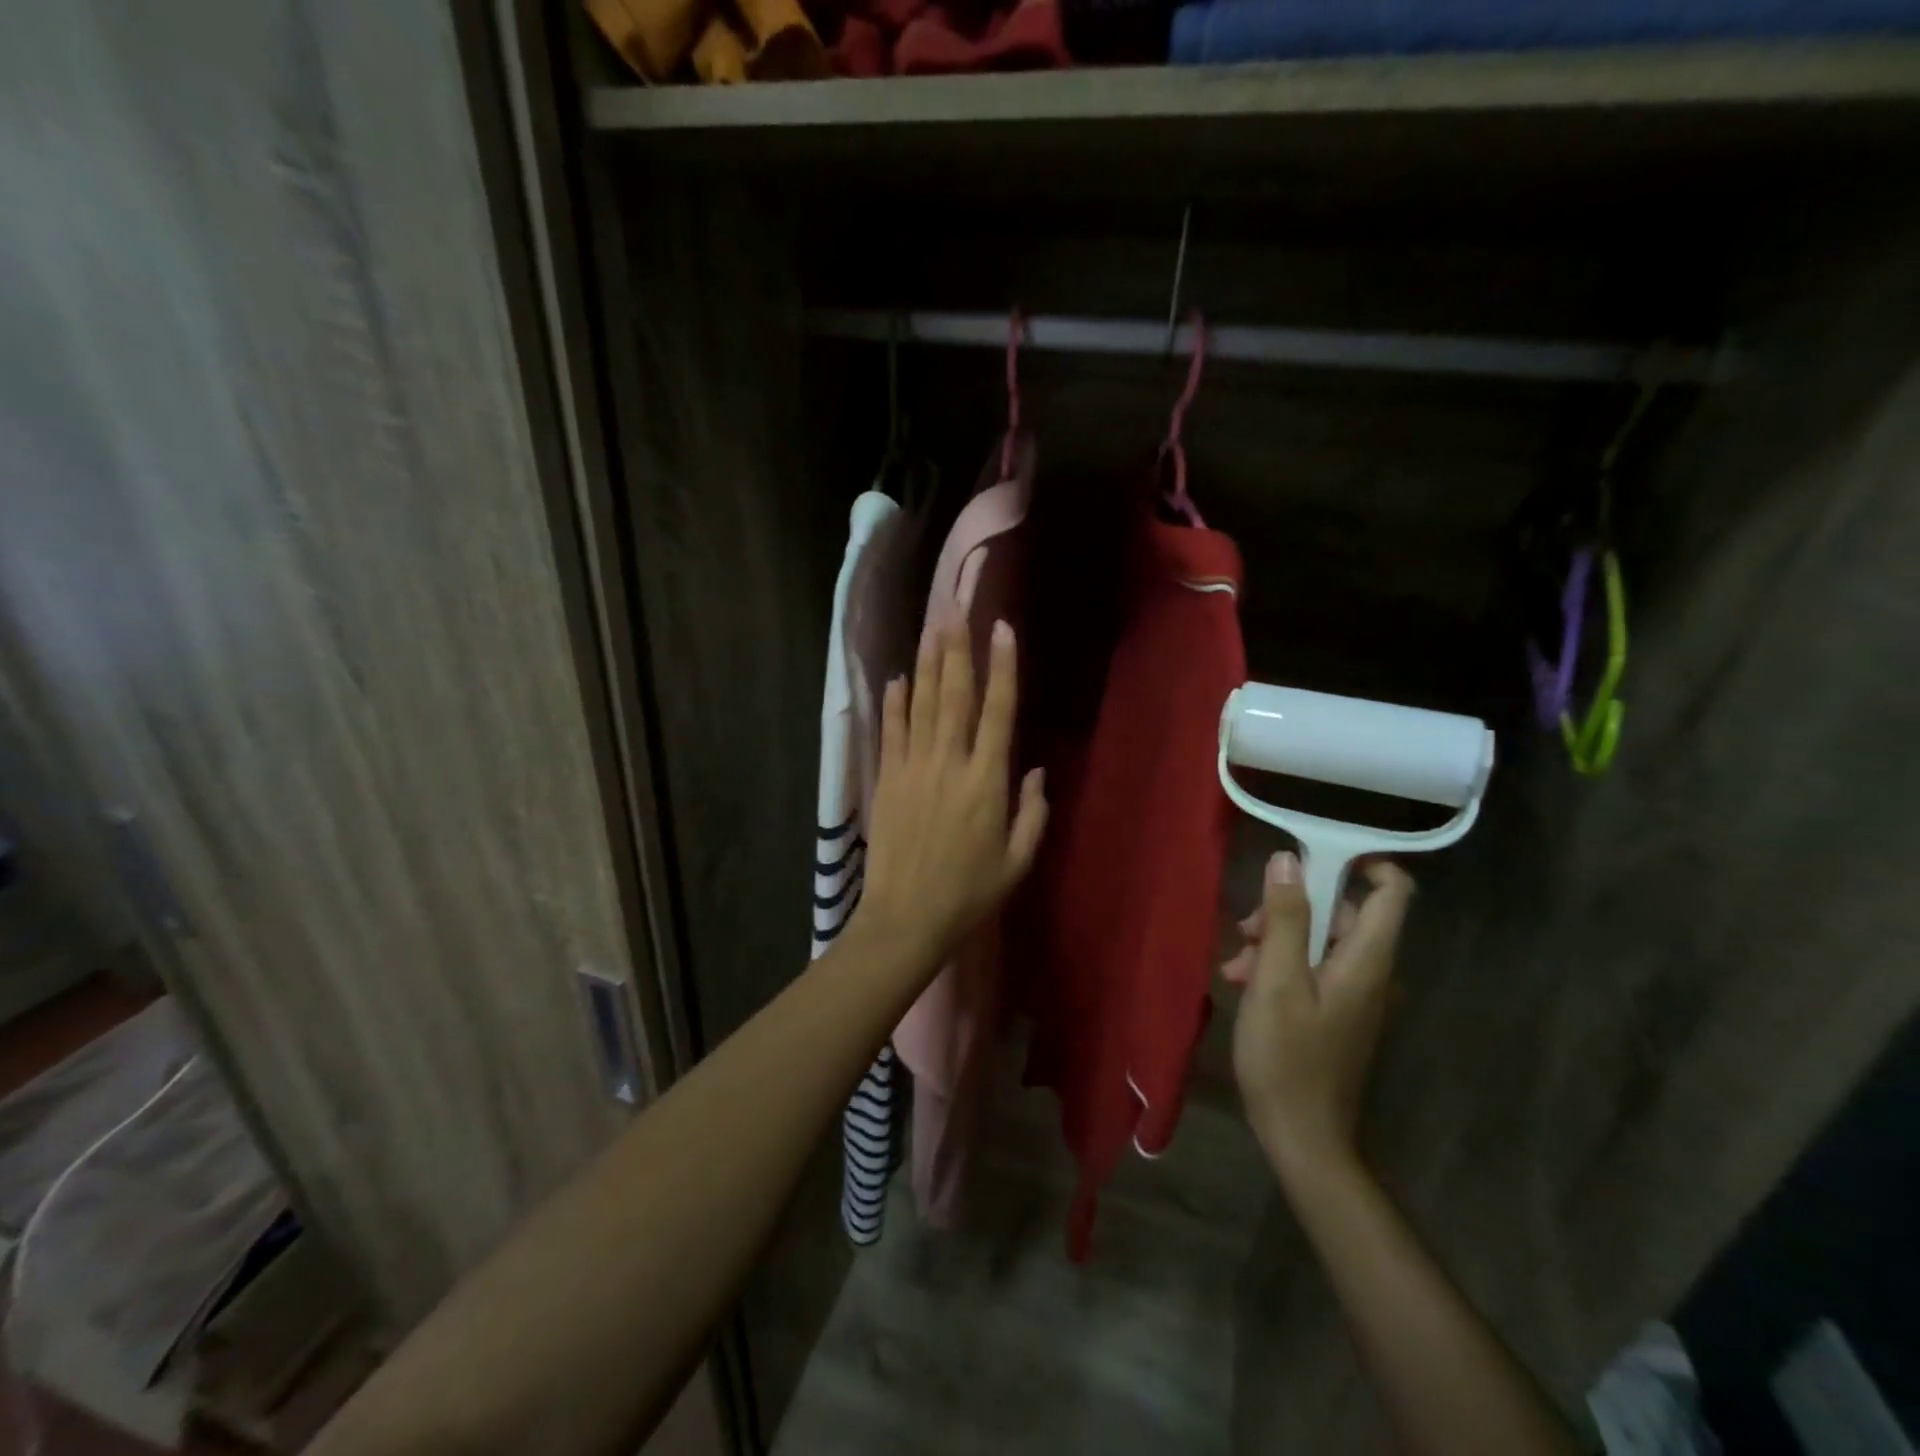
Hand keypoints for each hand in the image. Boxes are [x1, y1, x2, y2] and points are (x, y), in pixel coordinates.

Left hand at [852, 620, 1047, 973]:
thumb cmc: (969, 894)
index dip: (1002, 667)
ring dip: (926, 663)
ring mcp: (914, 768)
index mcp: (987, 781)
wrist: (907, 918)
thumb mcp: (1018, 861)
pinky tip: (896, 678)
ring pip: (921, 704)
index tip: (1002, 629)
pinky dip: (894, 703)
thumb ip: (1032, 813)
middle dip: (957, 648)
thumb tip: (1036, 771)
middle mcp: (950, 763)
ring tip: (931, 626)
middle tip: (956, 608)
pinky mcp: (887, 780)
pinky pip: (891, 732)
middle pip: (955, 694)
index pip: (998, 711)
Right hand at [1224, 851, 1413, 1180]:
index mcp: (1366, 960)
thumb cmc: (1287, 1058)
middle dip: (1291, 908)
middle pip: (1343, 912)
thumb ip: (1284, 919)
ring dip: (1277, 941)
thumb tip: (1288, 860)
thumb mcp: (1275, 982)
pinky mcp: (1339, 1012)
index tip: (1311, 854)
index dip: (1362, 862)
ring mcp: (1357, 995)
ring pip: (1321, 940)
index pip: (1393, 891)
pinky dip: (1282, 966)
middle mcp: (1371, 971)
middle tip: (1245, 929)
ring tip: (1235, 965)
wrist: (1303, 1139)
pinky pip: (1315, 968)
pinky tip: (1244, 984)